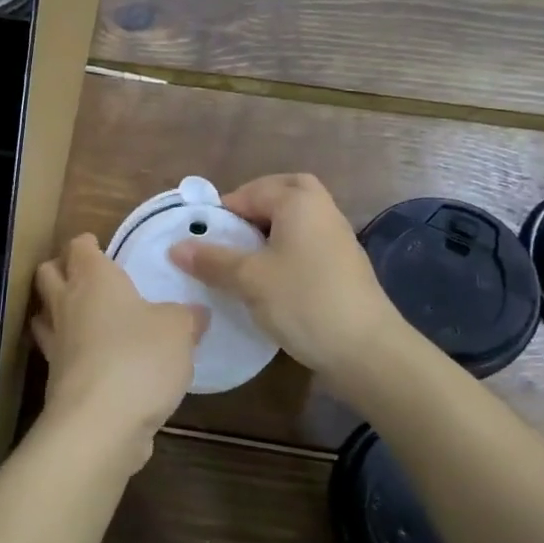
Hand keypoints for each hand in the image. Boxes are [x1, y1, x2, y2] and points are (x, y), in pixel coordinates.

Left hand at [33, 234, 206, 467]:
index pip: (79, 248)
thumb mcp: (178, 330)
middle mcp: (68, 304)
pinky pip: (57, 354)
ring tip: (80, 315)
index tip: (98, 246)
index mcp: (94, 279)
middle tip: (85, 275)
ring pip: (44, 314)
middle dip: (60, 269)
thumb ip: (187, 317)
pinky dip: (69, 351)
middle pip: (48, 274)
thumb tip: (196, 313)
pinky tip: (92, 358)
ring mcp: (56, 344)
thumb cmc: (139, 357)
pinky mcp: (56, 380)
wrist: (100, 423)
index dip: (86, 244)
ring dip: (56, 310)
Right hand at [169, 174, 403, 389]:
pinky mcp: (343, 264)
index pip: (249, 192)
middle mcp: (321, 208)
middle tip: (229, 235)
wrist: (367, 350)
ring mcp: (337, 236)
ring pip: (295, 219)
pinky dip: (286, 249)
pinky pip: (306, 241)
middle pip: (281, 194)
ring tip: (243, 260)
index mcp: (298, 200)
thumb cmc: (304, 301)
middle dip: (252, 208)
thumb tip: (175, 247)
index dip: (221, 213)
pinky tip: (270, 279)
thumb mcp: (250, 279)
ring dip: (269, 231)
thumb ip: (212, 259)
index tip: (201, 239)